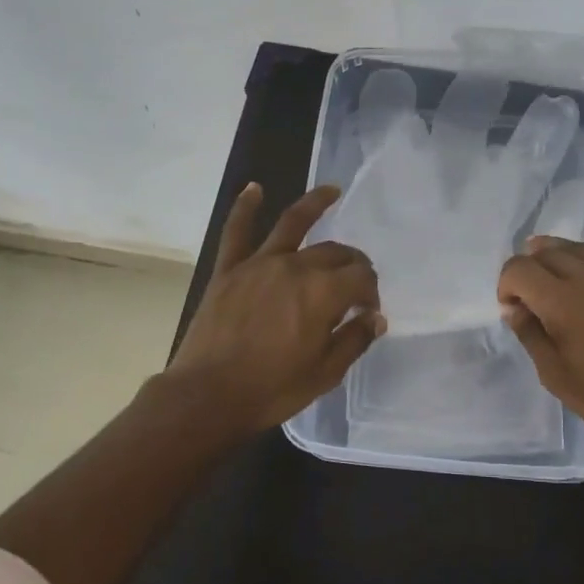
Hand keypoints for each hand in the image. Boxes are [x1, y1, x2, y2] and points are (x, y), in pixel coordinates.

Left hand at [168, 183, 386, 433]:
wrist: (208, 395)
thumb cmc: (272, 389)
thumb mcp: (325, 373)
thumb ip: (353, 340)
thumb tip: (375, 318)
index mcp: (323, 293)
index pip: (361, 278)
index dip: (371, 292)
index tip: (368, 313)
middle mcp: (295, 267)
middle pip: (334, 252)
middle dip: (353, 262)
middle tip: (356, 279)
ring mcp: (259, 263)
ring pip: (293, 224)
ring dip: (315, 204)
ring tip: (331, 191)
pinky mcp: (229, 269)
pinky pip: (237, 232)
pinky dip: (245, 207)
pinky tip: (254, 188)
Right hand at [496, 196, 583, 455]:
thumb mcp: (558, 378)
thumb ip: (532, 337)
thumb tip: (513, 308)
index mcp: (562, 304)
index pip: (520, 271)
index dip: (507, 284)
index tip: (511, 308)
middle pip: (548, 255)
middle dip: (529, 267)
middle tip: (528, 292)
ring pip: (581, 248)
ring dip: (557, 249)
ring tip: (545, 255)